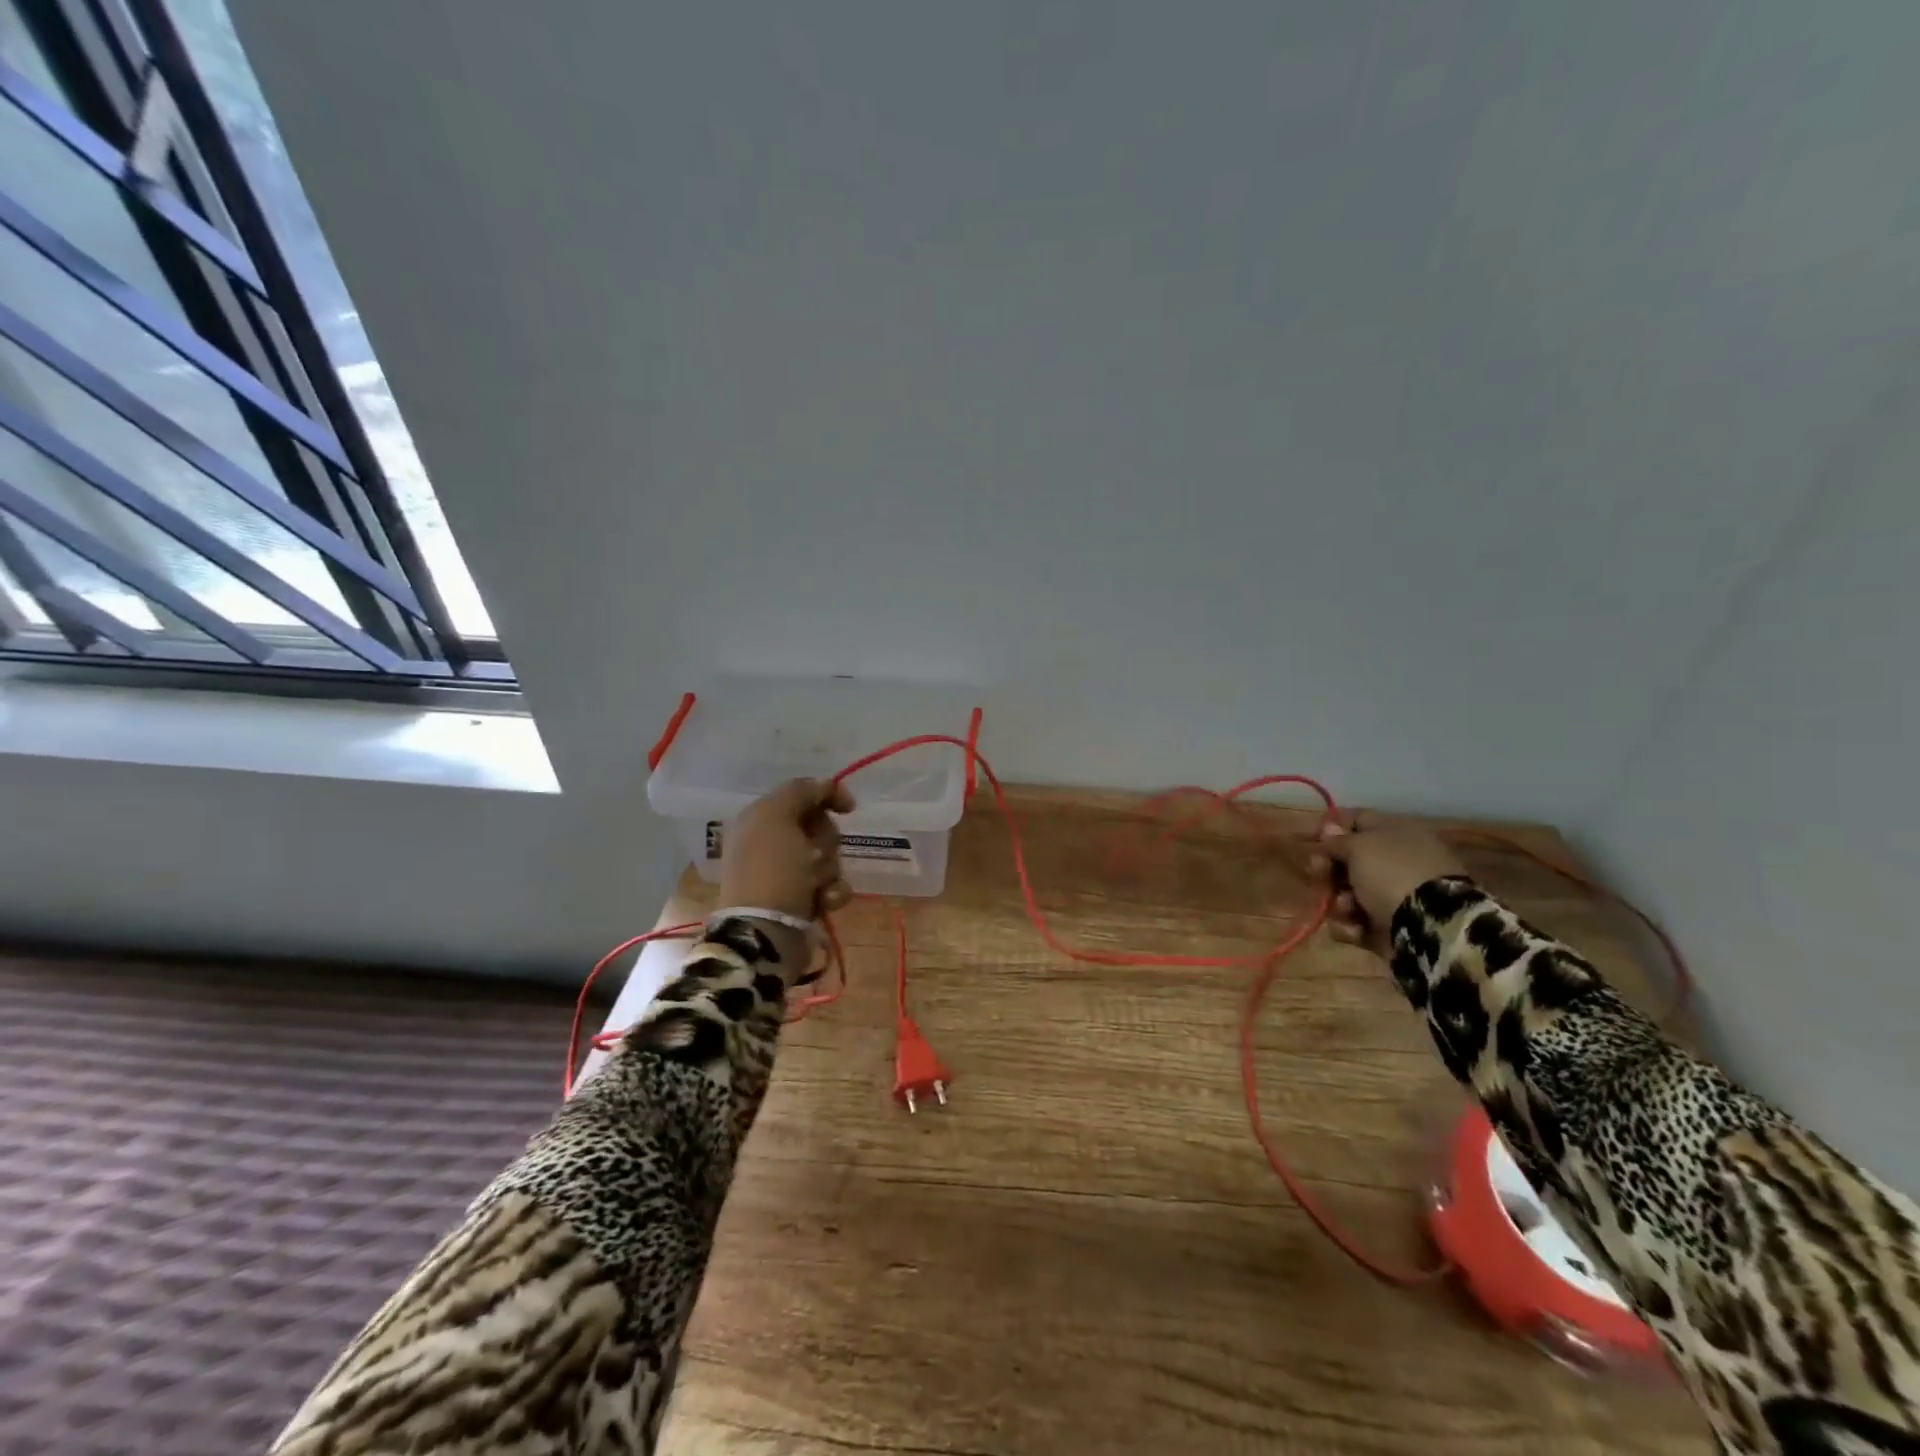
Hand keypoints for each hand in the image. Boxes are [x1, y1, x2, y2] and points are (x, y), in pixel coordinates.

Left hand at [719, 779, 856, 920]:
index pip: (802, 795)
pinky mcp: (802, 900)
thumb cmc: (772, 870)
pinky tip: (824, 902)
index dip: (827, 796)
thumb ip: (801, 791)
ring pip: (828, 857)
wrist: (766, 932)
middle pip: (819, 826)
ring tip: (817, 886)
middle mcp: (771, 843)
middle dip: (825, 840)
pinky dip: (833, 892)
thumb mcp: (777, 816)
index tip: (849, 808)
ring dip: (830, 869)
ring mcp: (787, 874)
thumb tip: (825, 785)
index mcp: (759, 820)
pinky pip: (832, 885)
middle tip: (814, 855)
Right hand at [1307, 811, 1466, 954]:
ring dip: (1337, 901)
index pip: (1357, 819)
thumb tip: (1330, 830)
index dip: (1331, 827)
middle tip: (1320, 873)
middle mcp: (1393, 862)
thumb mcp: (1360, 846)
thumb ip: (1338, 839)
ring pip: (1345, 893)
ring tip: (1347, 909)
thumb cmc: (1392, 873)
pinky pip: (1354, 922)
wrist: (1431, 926)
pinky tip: (1355, 929)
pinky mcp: (1388, 927)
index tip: (1314, 839)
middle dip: (1328, 869)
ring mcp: (1392, 896)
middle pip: (1346, 860)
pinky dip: (1349, 926)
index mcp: (1395, 833)